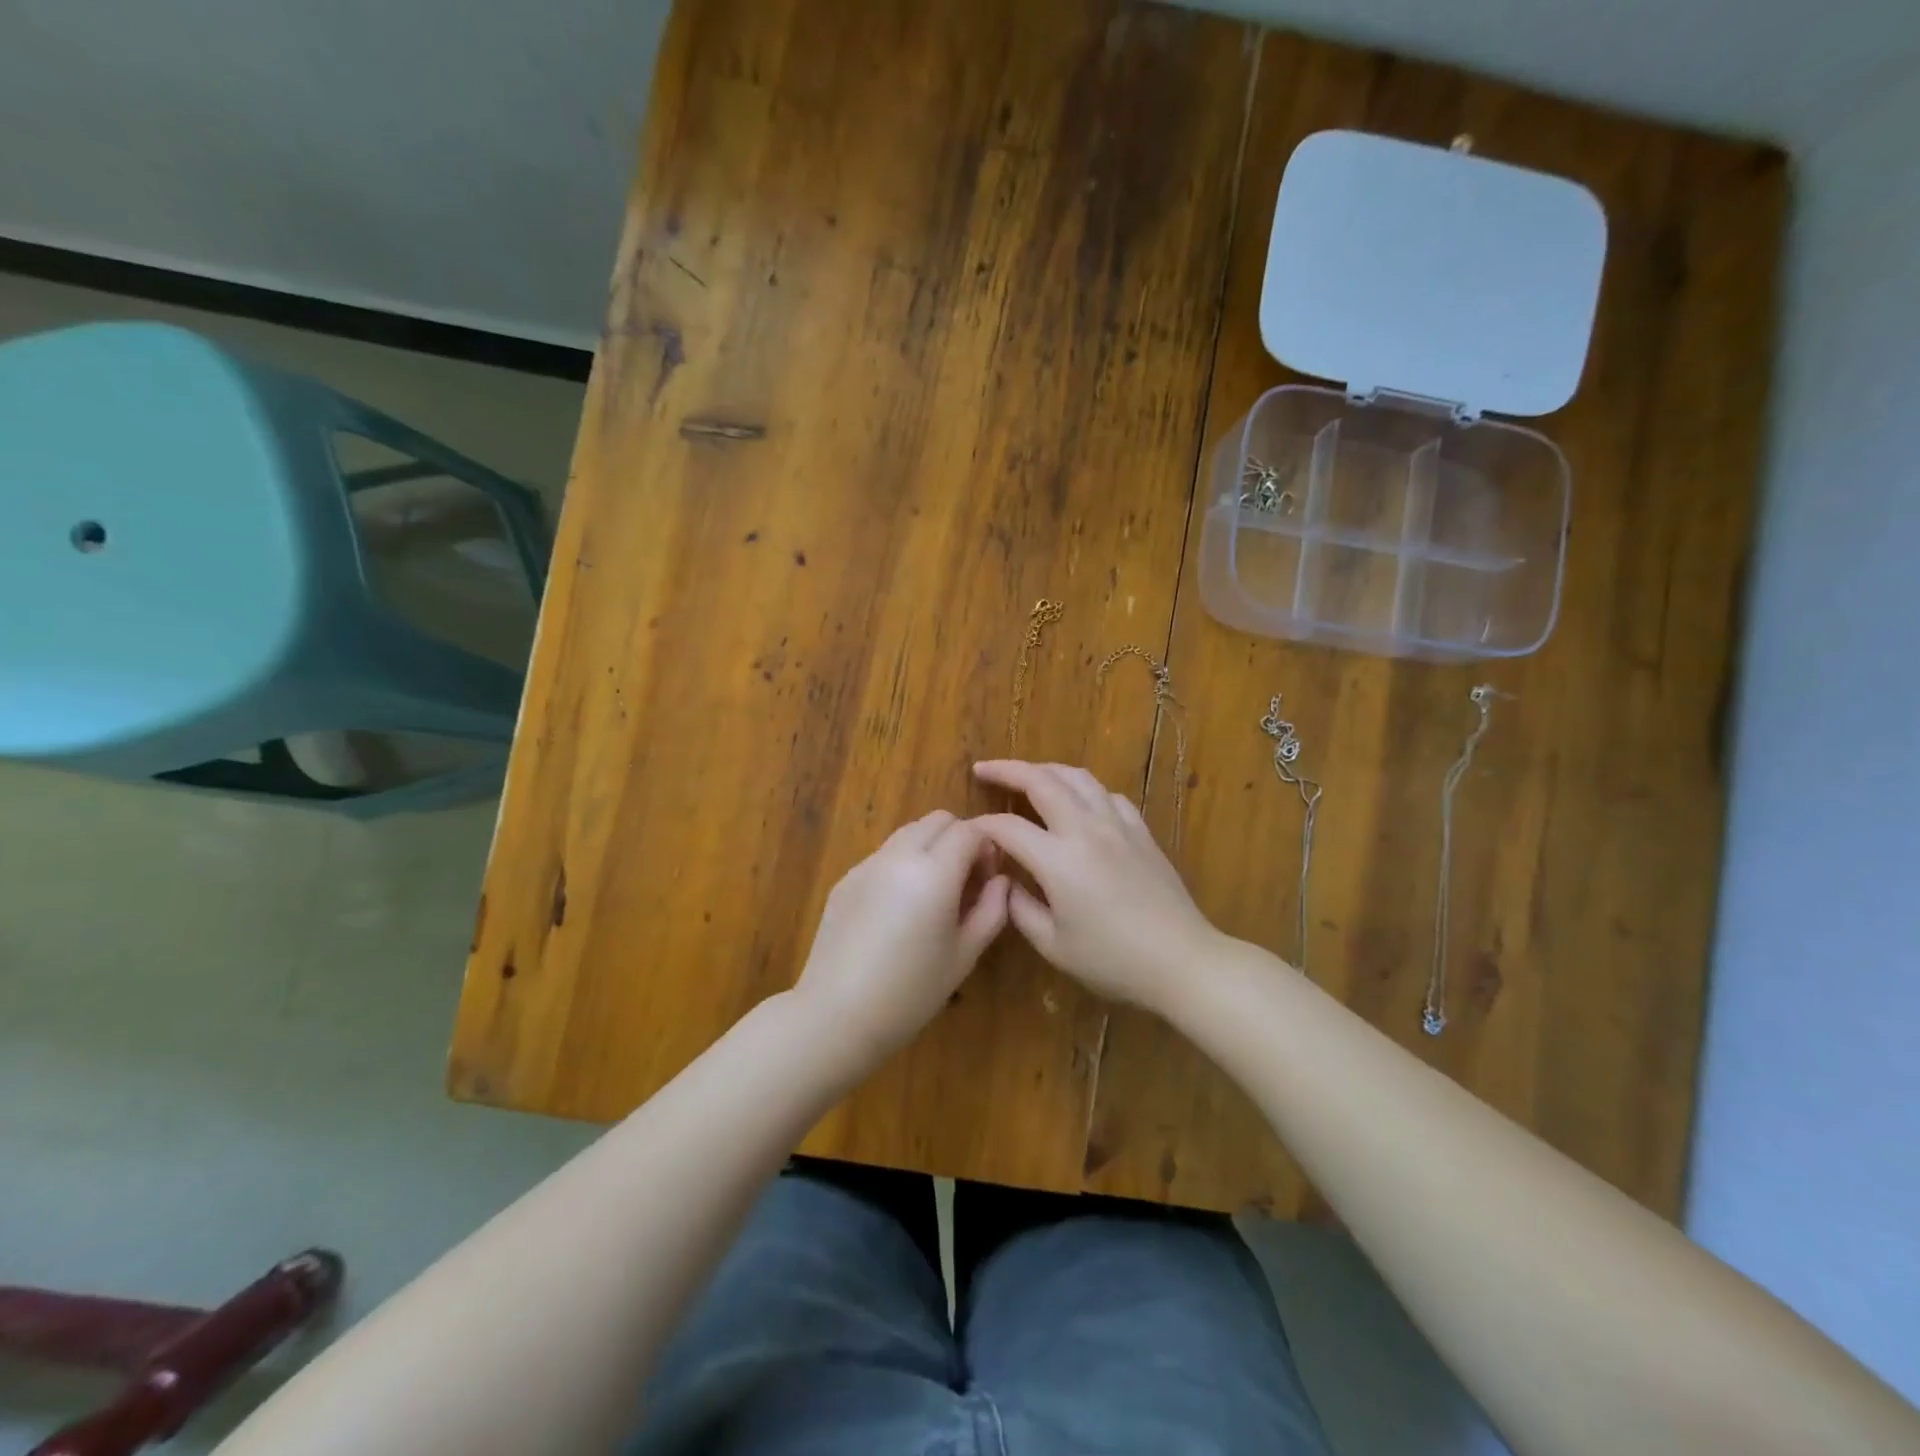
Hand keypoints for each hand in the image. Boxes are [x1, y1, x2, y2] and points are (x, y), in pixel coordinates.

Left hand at [792, 810, 1009, 1072]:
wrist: (835, 1016)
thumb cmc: (910, 993)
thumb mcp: (964, 956)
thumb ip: (992, 910)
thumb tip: (1002, 882)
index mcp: (933, 872)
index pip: (969, 831)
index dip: (988, 847)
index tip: (990, 878)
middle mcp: (898, 856)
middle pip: (938, 820)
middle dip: (960, 838)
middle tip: (966, 880)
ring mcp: (867, 865)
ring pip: (908, 833)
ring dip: (930, 847)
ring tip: (934, 893)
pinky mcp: (845, 879)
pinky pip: (883, 855)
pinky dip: (902, 864)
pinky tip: (899, 910)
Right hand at [971, 760, 1221, 1014]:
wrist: (1182, 960)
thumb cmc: (1113, 960)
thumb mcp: (1054, 945)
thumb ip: (1020, 909)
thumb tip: (1005, 883)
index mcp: (1058, 859)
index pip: (1008, 828)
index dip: (982, 826)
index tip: (968, 831)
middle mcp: (1086, 830)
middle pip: (1042, 781)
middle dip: (1007, 770)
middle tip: (984, 768)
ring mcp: (1117, 825)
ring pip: (1078, 778)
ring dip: (1046, 770)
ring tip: (1028, 774)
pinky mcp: (1141, 831)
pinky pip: (1108, 795)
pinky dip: (1084, 789)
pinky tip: (1079, 802)